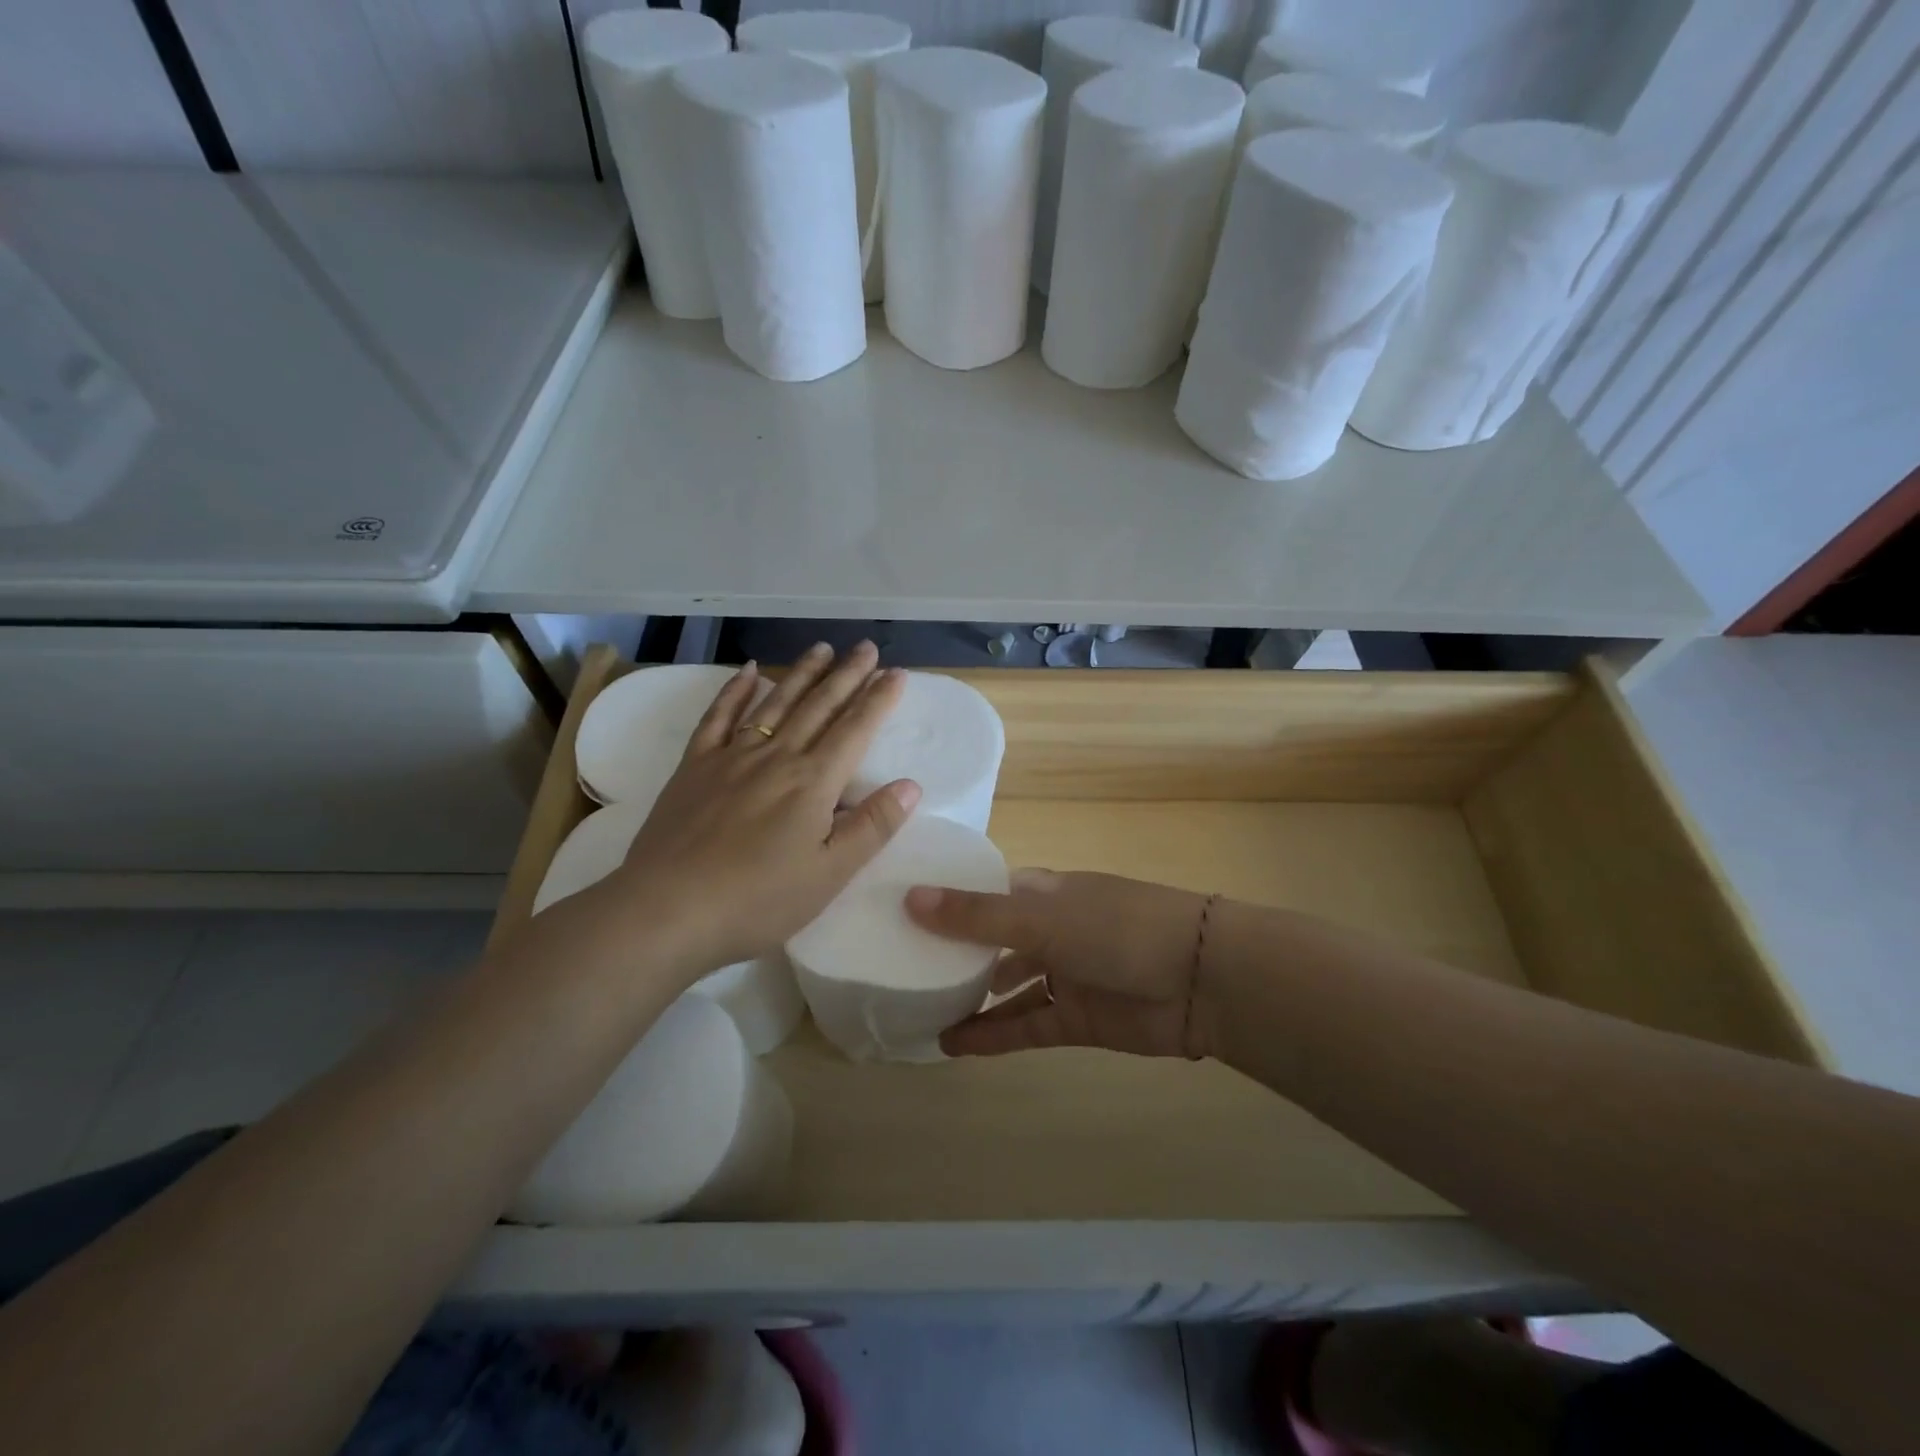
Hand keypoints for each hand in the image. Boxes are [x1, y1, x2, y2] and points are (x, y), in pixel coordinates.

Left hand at [601, 641, 920, 977]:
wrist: (667, 910)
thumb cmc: (758, 901)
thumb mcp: (829, 875)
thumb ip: (871, 827)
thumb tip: (911, 785)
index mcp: (813, 783)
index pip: (855, 730)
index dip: (878, 700)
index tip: (895, 673)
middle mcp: (776, 758)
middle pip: (818, 707)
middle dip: (846, 675)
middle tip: (865, 647)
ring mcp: (731, 757)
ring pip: (774, 704)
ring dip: (801, 674)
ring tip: (821, 649)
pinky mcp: (694, 767)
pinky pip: (718, 717)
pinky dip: (735, 691)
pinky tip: (749, 672)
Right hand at [905, 870, 1214, 1057]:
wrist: (1201, 980)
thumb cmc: (1117, 929)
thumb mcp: (1042, 918)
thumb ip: (977, 916)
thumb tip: (909, 898)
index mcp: (1044, 893)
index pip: (989, 893)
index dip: (952, 901)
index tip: (903, 911)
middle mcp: (1051, 930)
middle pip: (995, 940)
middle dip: (956, 953)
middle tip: (902, 966)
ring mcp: (1065, 975)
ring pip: (1008, 987)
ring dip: (972, 998)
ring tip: (922, 1009)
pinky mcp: (1076, 1019)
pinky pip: (1025, 1025)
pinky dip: (993, 1035)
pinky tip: (953, 1045)